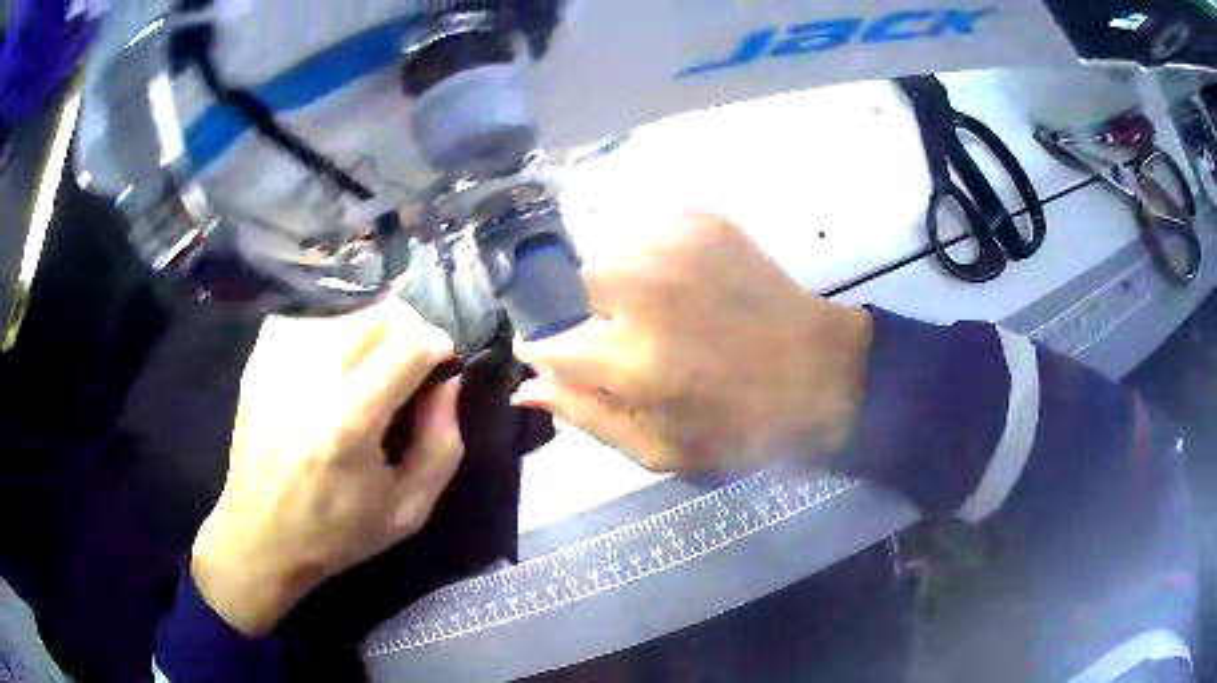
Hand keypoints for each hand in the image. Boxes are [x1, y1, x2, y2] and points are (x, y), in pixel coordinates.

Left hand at [191, 299, 462, 635]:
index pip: (408, 343)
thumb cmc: (337, 532)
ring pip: (346, 308)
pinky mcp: (259, 357)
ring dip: (371, 328)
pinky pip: (311, 316)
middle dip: (408, 329)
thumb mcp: (409, 510)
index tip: (440, 366)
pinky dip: (334, 328)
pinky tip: (333, 364)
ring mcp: (276, 361)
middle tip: (410, 364)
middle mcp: (308, 379)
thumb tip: (448, 381)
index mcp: (347, 424)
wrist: (260, 536)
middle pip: (378, 313)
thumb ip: (441, 443)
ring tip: (370, 367)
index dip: (437, 346)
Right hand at [515, 210, 870, 472]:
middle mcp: (641, 290)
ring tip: (657, 308)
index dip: (547, 352)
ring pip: (603, 253)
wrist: (820, 370)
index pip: (544, 341)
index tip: (562, 357)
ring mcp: (672, 245)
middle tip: (624, 337)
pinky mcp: (700, 221)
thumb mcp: (660, 448)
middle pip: (567, 285)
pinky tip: (677, 281)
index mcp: (629, 359)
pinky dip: (646, 253)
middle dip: (583, 314)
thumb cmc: (740, 425)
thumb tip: (524, 385)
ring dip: (615, 282)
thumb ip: (586, 414)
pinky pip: (642, 227)